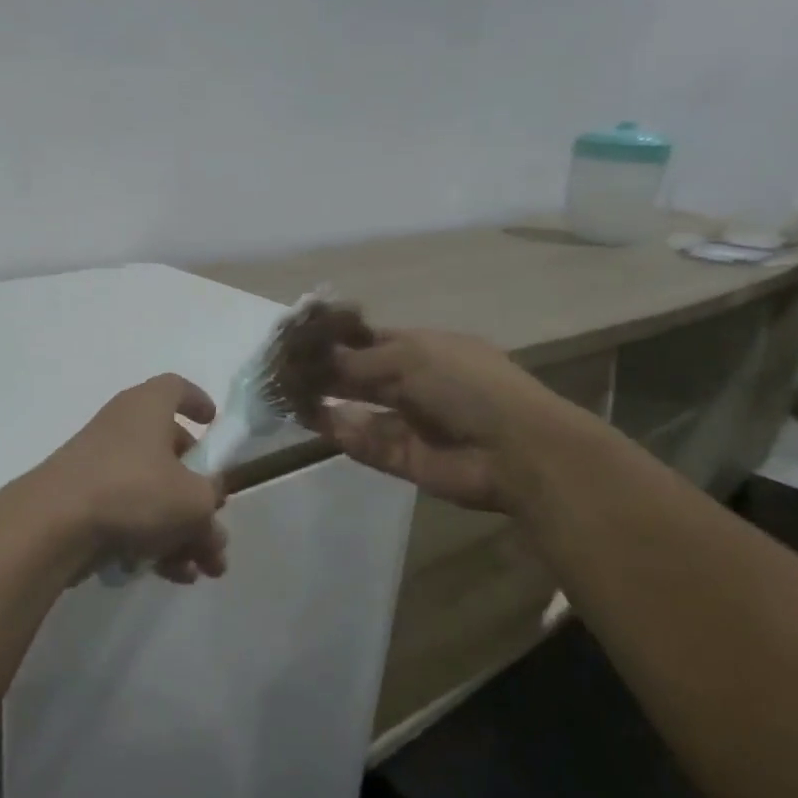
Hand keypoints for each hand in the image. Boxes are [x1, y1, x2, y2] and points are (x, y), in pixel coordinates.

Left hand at [30, 375, 227, 581]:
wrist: (54, 524)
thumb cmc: (133, 491)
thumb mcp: (194, 499)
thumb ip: (211, 501)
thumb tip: (209, 506)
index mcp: (148, 408)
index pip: (175, 389)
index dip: (197, 402)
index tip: (213, 424)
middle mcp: (122, 429)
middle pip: (170, 454)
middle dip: (200, 497)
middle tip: (217, 530)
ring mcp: (99, 466)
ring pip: (152, 494)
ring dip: (183, 531)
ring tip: (205, 569)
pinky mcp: (83, 502)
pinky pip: (128, 516)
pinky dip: (152, 541)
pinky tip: (173, 575)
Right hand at [313, 329, 587, 512]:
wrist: (514, 450)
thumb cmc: (466, 385)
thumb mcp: (409, 357)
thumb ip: (356, 361)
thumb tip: (312, 359)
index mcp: (423, 349)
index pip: (369, 339)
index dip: (335, 339)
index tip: (298, 341)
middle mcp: (413, 383)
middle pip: (358, 375)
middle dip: (324, 371)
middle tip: (282, 369)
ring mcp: (408, 422)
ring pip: (357, 409)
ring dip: (324, 401)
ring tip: (286, 393)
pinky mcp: (402, 457)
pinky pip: (363, 441)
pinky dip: (338, 431)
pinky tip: (310, 418)